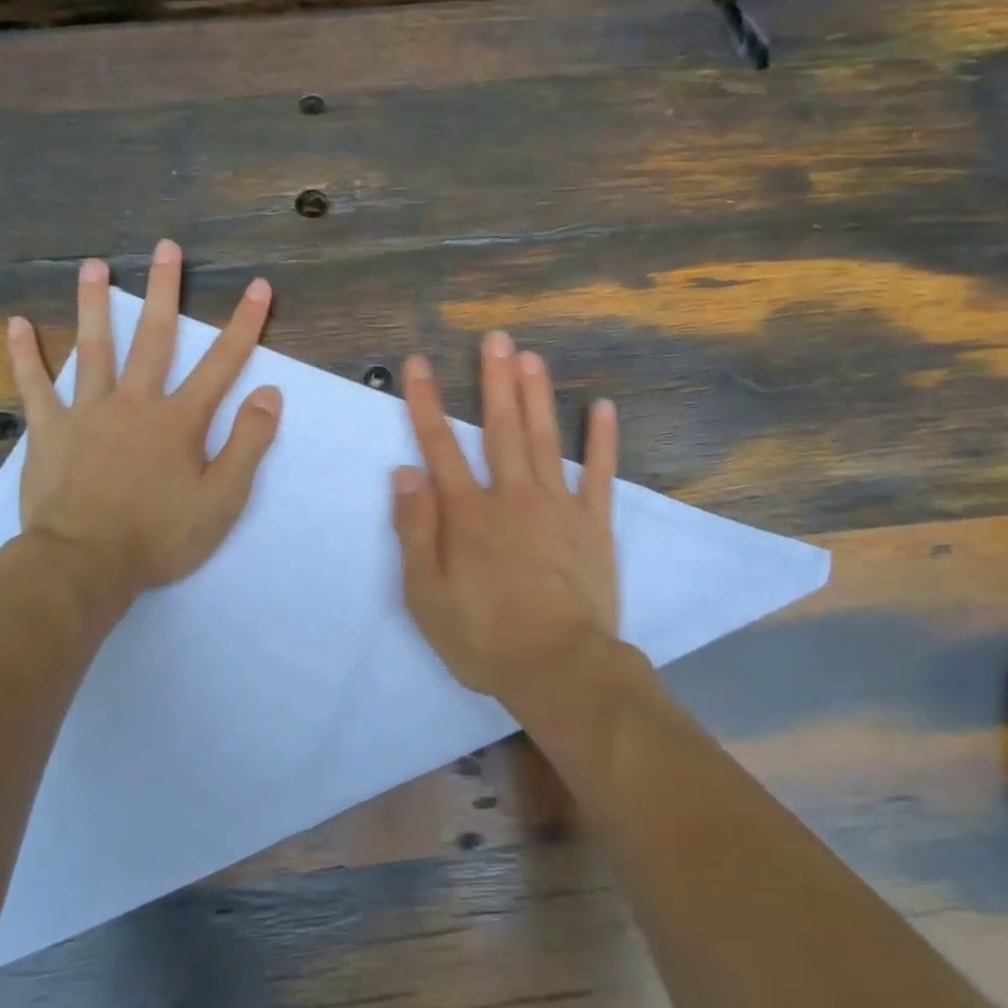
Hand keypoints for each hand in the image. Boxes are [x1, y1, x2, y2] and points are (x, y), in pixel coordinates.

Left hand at [7, 239, 281, 601]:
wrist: (83, 564)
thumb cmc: (160, 536)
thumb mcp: (222, 499)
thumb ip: (248, 444)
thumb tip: (268, 394)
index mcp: (179, 420)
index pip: (222, 363)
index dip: (244, 323)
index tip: (257, 286)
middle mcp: (135, 402)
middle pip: (154, 337)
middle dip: (165, 290)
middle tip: (166, 247)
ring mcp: (88, 412)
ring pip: (93, 348)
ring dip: (96, 305)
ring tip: (93, 266)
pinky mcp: (49, 431)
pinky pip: (35, 386)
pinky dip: (25, 356)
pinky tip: (17, 325)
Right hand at [392, 331, 620, 702]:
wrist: (560, 669)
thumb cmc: (484, 636)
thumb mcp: (426, 595)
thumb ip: (414, 530)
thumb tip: (405, 472)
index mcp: (468, 513)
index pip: (440, 446)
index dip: (426, 403)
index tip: (420, 363)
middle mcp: (512, 496)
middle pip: (501, 428)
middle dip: (494, 380)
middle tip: (495, 338)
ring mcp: (558, 507)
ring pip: (545, 439)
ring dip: (537, 395)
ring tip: (532, 356)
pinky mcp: (593, 525)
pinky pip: (600, 474)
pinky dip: (602, 441)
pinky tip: (602, 407)